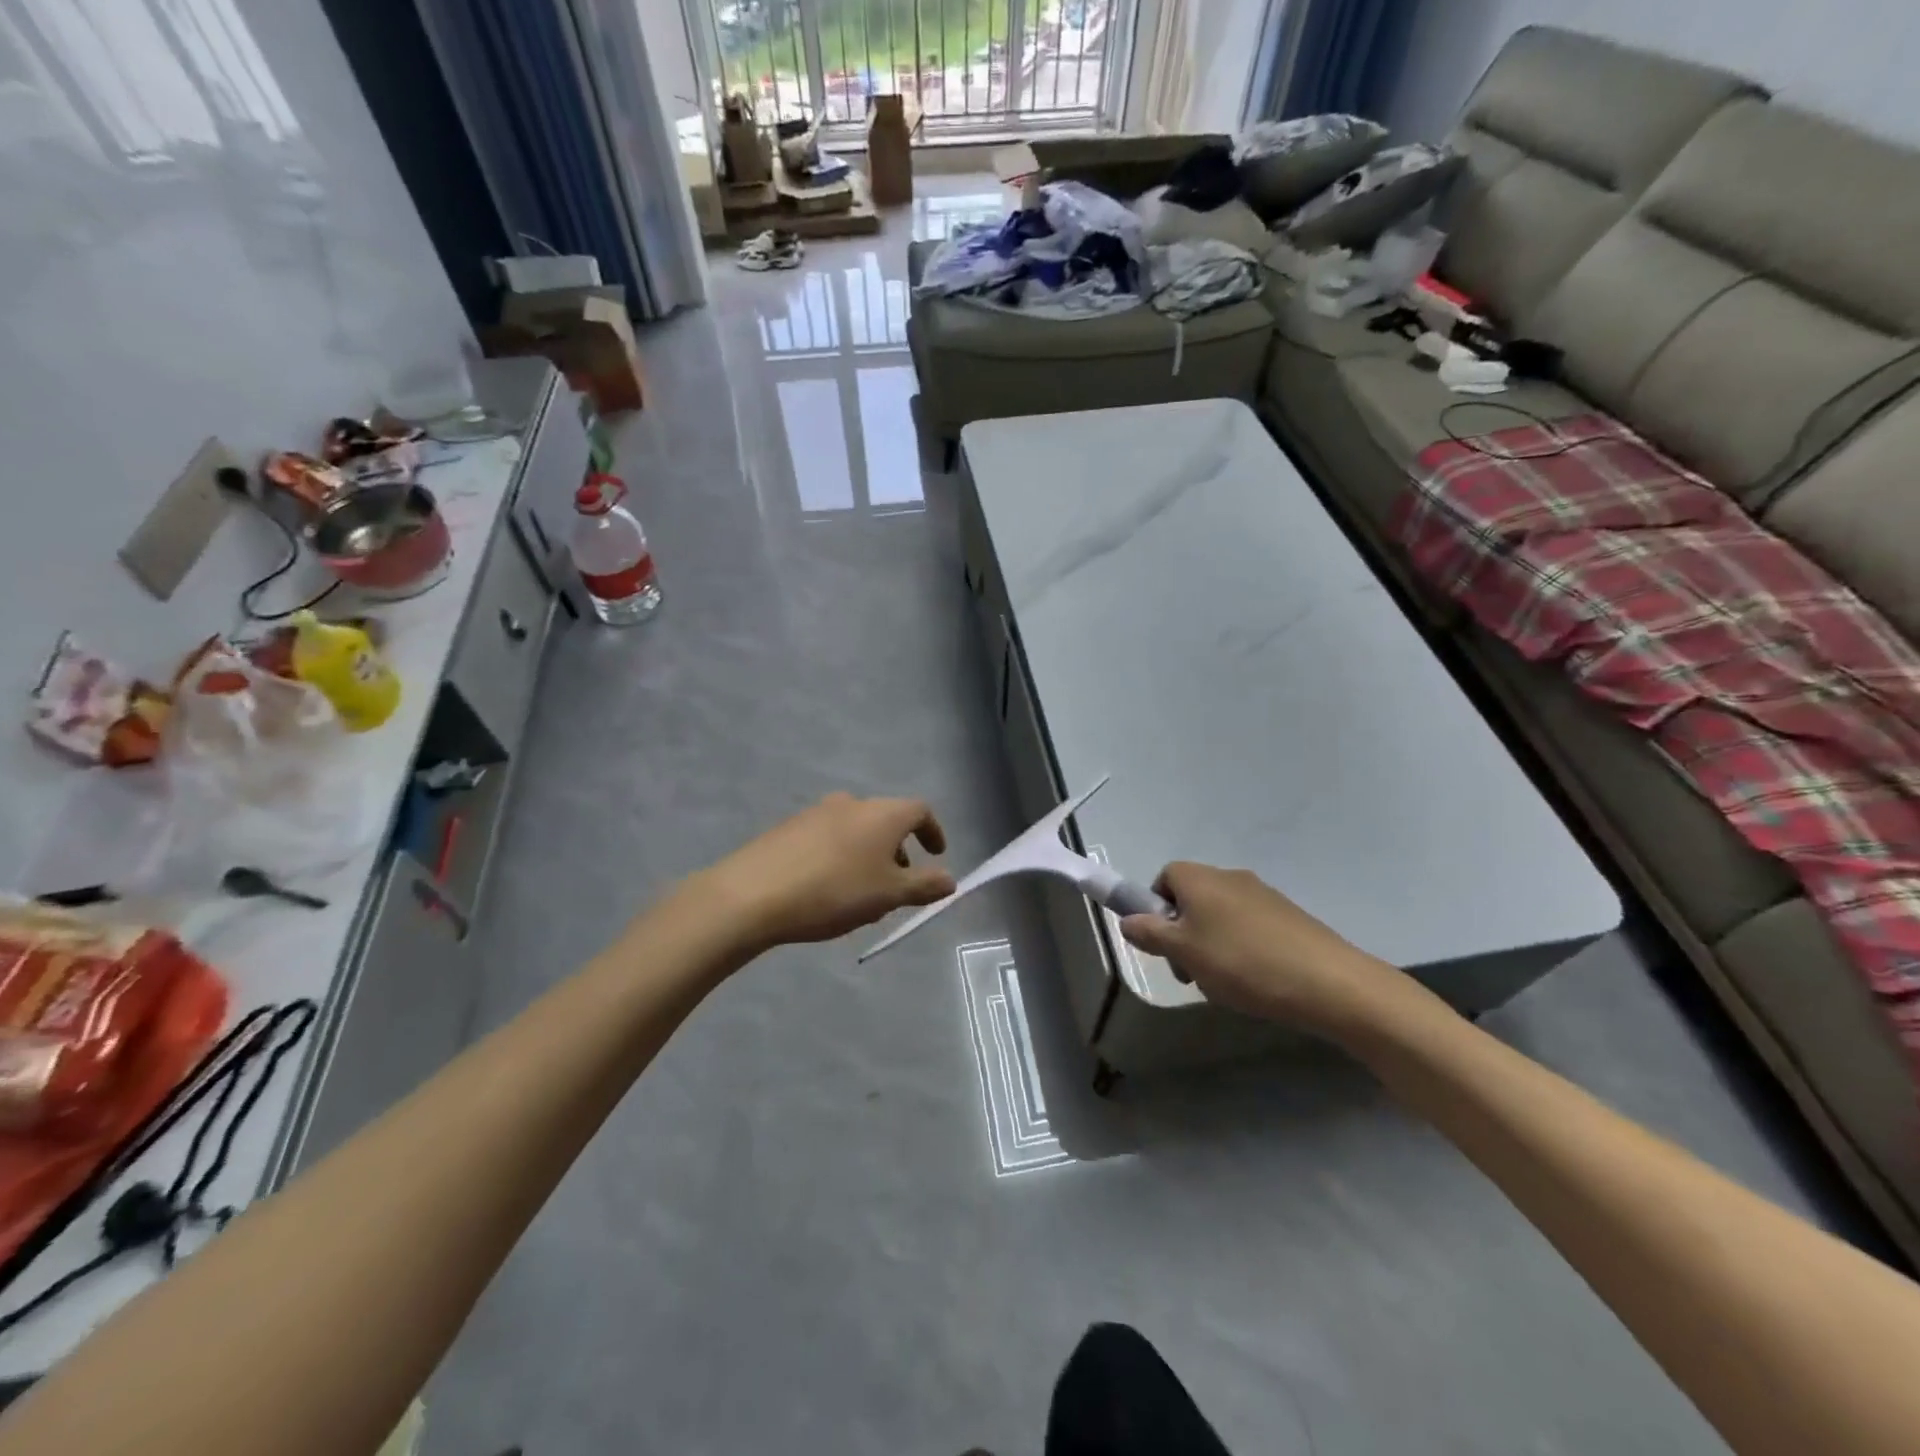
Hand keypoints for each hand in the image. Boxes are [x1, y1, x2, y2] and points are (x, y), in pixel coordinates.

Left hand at [700, 793, 955, 952]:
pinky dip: (840, 857)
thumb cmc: (834, 891)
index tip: (936, 855)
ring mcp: (816, 812)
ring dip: (868, 856)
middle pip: (886, 820)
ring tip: (862, 895)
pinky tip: (827, 890)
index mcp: (882, 814)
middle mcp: (852, 803)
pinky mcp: (789, 828)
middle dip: (898, 851)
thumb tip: (950, 879)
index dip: (933, 832)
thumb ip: (924, 886)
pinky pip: (828, 838)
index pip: (920, 811)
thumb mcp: (888, 895)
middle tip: (897, 885)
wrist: (752, 894)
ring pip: (856, 831)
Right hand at [1119, 863, 1407, 1036]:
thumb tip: (1128, 921)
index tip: (1163, 943)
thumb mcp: (1184, 952)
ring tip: (1225, 984)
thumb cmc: (1242, 962)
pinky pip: (1250, 928)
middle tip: (1191, 972)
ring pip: (1221, 917)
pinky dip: (1243, 951)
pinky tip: (1255, 983)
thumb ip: (1149, 934)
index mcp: (1200, 878)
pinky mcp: (1290, 917)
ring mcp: (1264, 896)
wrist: (1328, 982)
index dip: (1156, 908)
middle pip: (1192, 898)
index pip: (1164, 877)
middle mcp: (1230, 877)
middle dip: (1184, 934)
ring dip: (1212, 946)